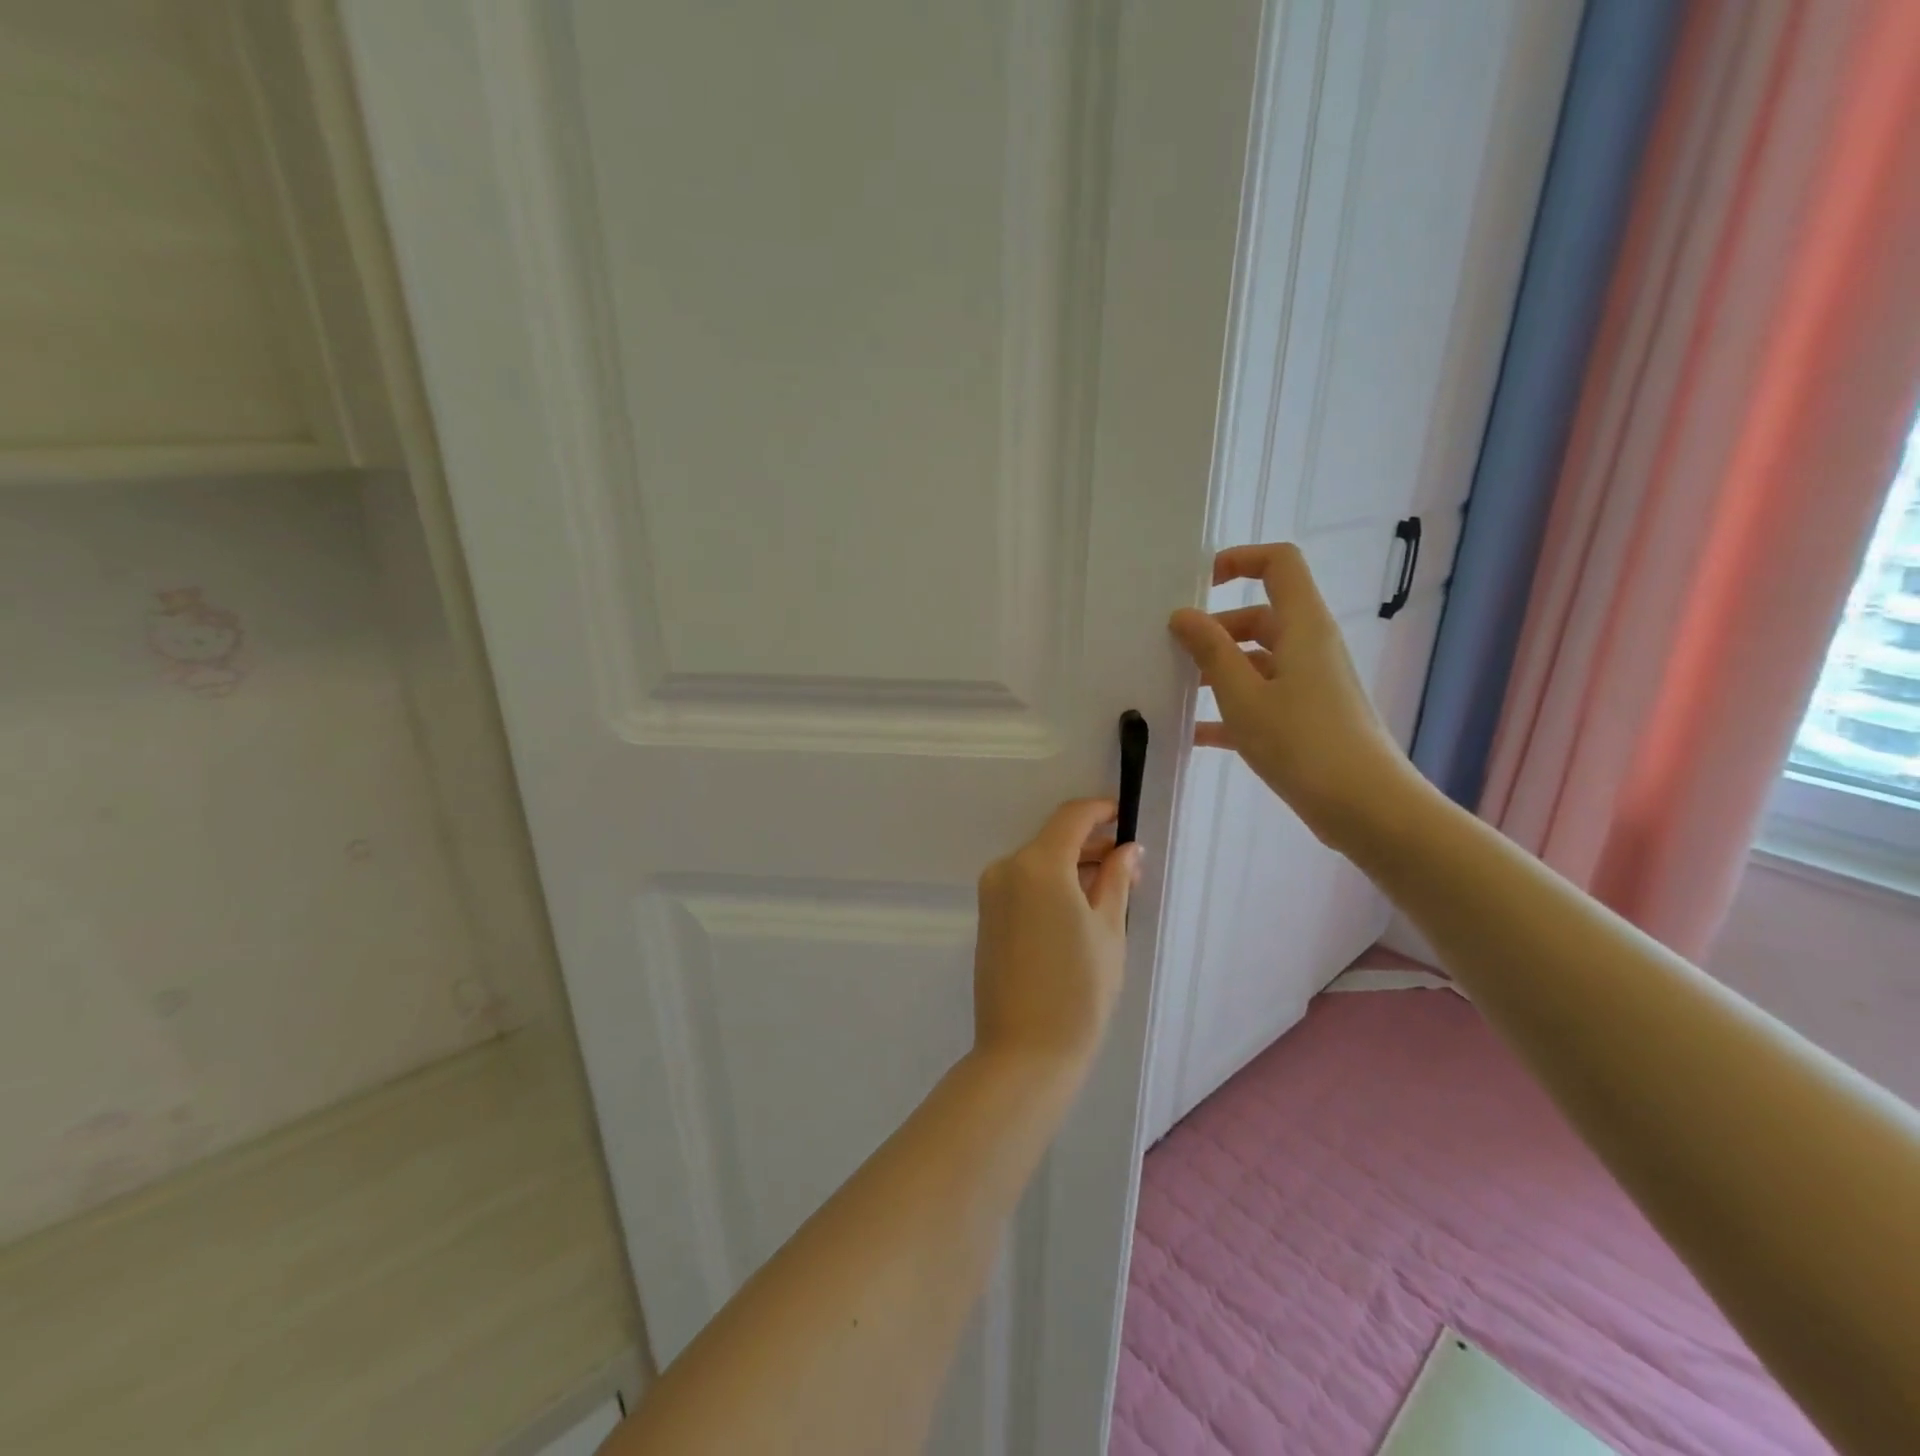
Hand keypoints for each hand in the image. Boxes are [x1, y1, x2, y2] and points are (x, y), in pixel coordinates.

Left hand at [972, 798, 1139, 1075]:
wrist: (1025, 1051)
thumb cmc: (1079, 990)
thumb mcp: (1108, 930)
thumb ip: (1115, 880)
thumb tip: (1127, 849)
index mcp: (1038, 865)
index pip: (1071, 817)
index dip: (1100, 811)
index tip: (1126, 817)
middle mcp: (1007, 868)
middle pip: (1053, 840)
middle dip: (1091, 845)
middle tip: (1129, 867)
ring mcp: (992, 893)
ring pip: (1039, 862)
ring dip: (1072, 866)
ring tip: (1110, 890)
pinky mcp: (987, 916)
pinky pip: (1024, 884)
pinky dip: (1051, 884)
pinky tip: (1079, 907)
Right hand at [1169, 542, 1414, 847]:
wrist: (1366, 807)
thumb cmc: (1302, 742)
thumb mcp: (1243, 695)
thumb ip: (1210, 651)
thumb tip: (1183, 615)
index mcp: (1302, 626)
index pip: (1278, 564)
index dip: (1239, 560)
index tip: (1198, 585)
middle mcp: (1310, 646)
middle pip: (1260, 616)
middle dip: (1216, 629)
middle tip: (1173, 652)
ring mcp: (1312, 684)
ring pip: (1258, 660)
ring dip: (1219, 670)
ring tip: (1177, 692)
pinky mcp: (1310, 717)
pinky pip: (1265, 697)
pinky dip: (1233, 707)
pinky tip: (1196, 733)